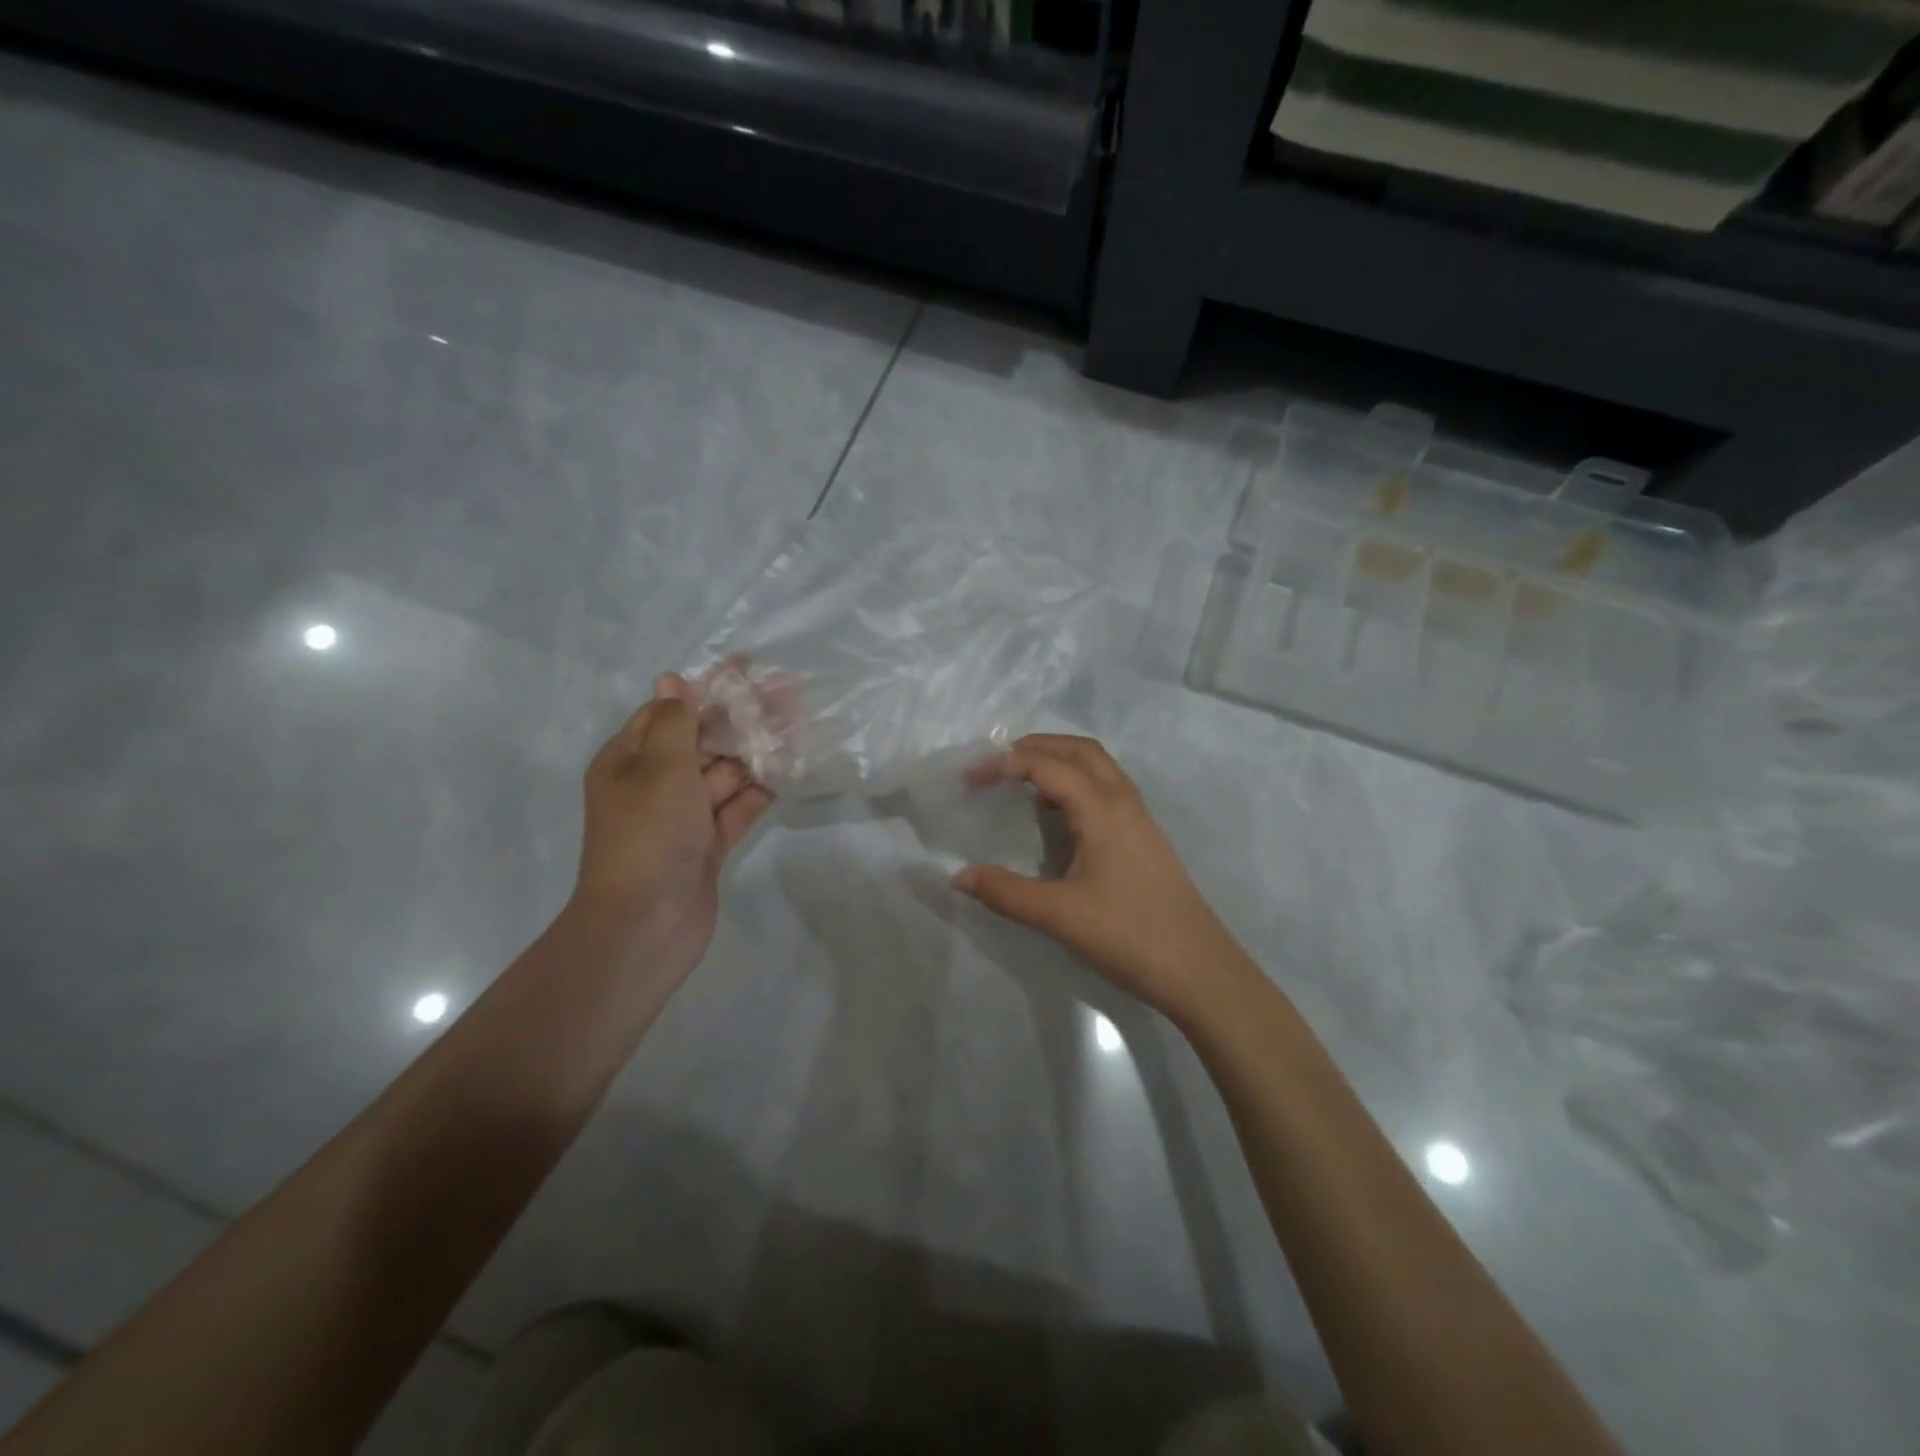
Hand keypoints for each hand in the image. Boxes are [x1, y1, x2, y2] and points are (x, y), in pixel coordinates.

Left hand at [572, 674, 771, 966]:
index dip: (709, 686)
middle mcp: (655, 783)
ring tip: (799, 726)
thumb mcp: (660, 767)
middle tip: (789, 694)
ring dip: (758, 752)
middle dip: (743, 718)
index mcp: (630, 760)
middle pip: (704, 740)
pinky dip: (760, 790)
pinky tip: (791, 769)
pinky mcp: (708, 844)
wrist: (645, 926)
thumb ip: (676, 721)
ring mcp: (684, 816)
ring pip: (725, 774)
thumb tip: (673, 679)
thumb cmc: (648, 835)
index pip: (671, 710)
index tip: (748, 667)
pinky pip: (737, 807)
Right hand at [953, 735, 1253, 1022]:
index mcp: (1102, 808)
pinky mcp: (1144, 836)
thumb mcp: (1059, 916)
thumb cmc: (1129, 936)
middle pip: (1078, 749)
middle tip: (995, 766)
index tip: (969, 778)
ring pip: (1097, 766)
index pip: (1046, 765)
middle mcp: (1123, 800)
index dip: (1003, 763)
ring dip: (1058, 760)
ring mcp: (1139, 816)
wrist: (1200, 970)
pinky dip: (1076, 782)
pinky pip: (1106, 788)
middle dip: (1034, 747)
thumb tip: (959, 875)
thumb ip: (1006, 892)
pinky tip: (1057, 815)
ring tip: (1020, 783)